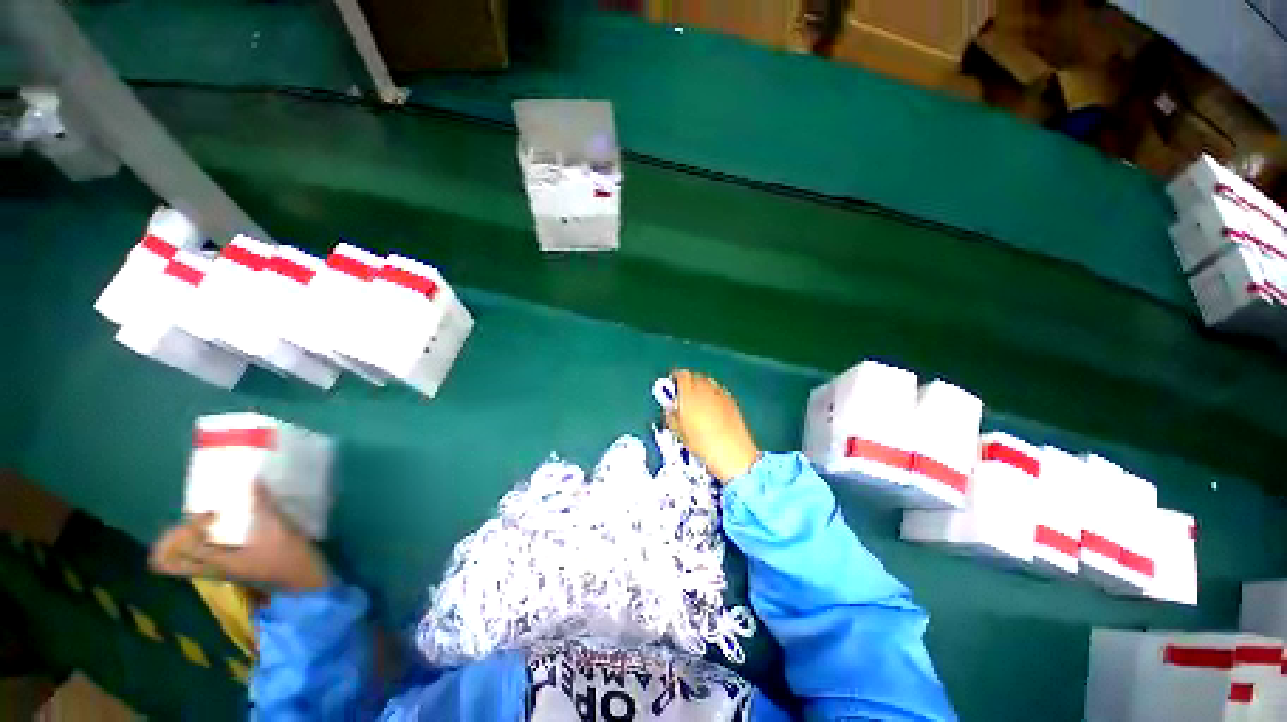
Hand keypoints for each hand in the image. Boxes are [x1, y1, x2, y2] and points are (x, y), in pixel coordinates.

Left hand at [150, 485, 330, 591]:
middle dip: (171, 539)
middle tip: (194, 520)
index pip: (182, 546)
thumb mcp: (278, 529)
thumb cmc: (288, 557)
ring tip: (204, 524)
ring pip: (180, 562)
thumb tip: (253, 479)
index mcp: (216, 562)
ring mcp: (217, 571)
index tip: (215, 513)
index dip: (190, 525)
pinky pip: (197, 560)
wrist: (304, 582)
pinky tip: (219, 532)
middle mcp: (209, 569)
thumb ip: (263, 505)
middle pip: (168, 562)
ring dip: (182, 542)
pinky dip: (197, 545)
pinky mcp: (228, 569)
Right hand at [667, 370, 760, 483]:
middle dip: (688, 383)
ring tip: (698, 402)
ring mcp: (720, 394)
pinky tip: (712, 409)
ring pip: (708, 383)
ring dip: (701, 388)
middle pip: (695, 377)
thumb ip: (672, 416)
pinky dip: (713, 395)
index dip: (675, 379)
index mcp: (689, 394)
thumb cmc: (701, 444)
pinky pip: (719, 391)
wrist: (731, 452)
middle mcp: (705, 389)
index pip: (681, 376)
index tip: (671, 386)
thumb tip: (671, 408)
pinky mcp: (732, 401)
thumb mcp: (679, 432)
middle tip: (683, 396)